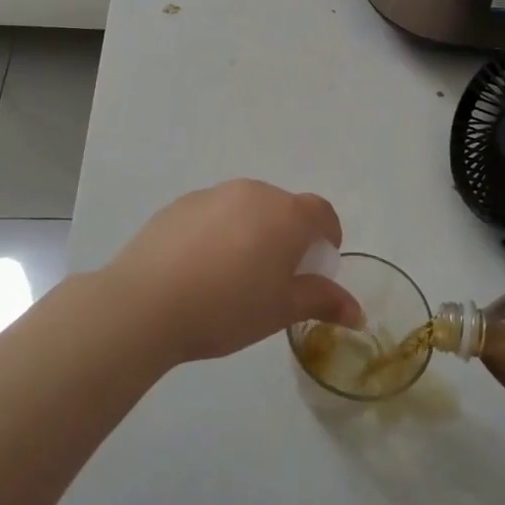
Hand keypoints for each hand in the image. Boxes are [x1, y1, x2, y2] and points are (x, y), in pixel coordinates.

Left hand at [105, 179, 361, 363]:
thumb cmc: (227, 308)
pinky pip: (214, 213)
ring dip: (252, 232)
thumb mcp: (281, 310)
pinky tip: (199, 268)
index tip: (317, 265)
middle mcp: (254, 193)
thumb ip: (322, 301)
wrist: (146, 303)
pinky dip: (218, 232)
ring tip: (233, 275)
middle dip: (288, 236)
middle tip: (276, 277)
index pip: (322, 212)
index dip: (327, 236)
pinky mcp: (181, 204)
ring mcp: (214, 194)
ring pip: (247, 209)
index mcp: (286, 214)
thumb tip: (358, 312)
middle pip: (284, 208)